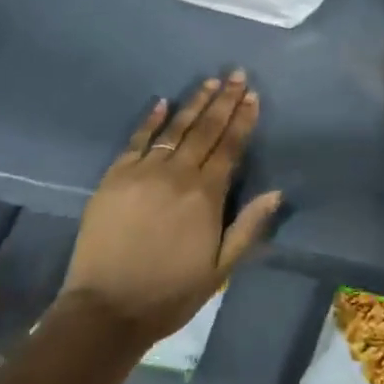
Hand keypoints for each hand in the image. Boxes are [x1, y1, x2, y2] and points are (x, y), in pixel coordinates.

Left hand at [58, 71, 281, 348]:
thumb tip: (276, 192)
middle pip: (205, 130)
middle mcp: (177, 175)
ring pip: (174, 129)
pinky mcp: (114, 177)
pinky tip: (162, 101)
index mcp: (206, 196)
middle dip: (224, 101)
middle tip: (236, 74)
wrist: (106, 309)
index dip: (243, 120)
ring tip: (210, 82)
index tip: (253, 96)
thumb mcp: (220, 269)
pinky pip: (136, 140)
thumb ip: (248, 227)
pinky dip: (150, 120)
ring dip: (194, 103)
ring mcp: (142, 173)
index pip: (230, 147)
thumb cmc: (170, 293)